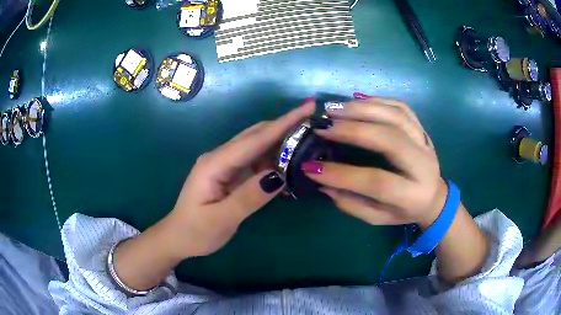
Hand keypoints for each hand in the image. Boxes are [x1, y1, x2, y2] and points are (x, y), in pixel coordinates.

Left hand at [166, 100, 314, 258]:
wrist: (178, 238)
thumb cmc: (195, 231)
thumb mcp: (221, 219)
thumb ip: (248, 198)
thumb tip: (278, 175)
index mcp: (215, 164)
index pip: (254, 139)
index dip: (283, 123)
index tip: (307, 108)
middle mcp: (220, 157)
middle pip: (256, 136)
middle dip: (285, 125)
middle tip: (314, 121)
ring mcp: (225, 165)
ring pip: (257, 146)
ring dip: (281, 140)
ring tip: (308, 138)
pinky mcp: (230, 174)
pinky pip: (255, 161)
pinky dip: (273, 158)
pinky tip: (289, 161)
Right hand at [303, 95, 446, 227]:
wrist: (434, 196)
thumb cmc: (405, 211)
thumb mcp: (379, 218)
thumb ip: (352, 204)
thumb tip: (323, 183)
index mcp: (412, 194)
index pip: (377, 181)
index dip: (342, 174)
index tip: (311, 167)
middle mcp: (422, 164)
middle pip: (390, 139)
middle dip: (354, 129)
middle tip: (324, 126)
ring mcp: (425, 142)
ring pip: (397, 116)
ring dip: (363, 109)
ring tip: (334, 109)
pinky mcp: (422, 128)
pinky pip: (402, 107)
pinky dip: (378, 100)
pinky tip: (356, 99)